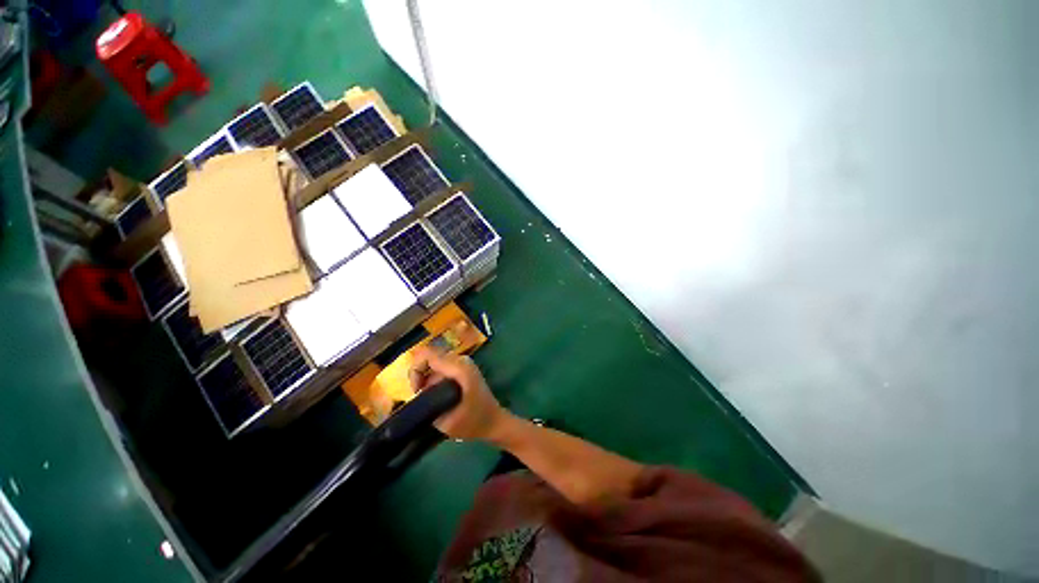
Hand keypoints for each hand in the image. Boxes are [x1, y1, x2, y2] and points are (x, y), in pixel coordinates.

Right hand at [410, 347, 512, 440]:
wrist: (494, 421)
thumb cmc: (472, 423)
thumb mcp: (446, 421)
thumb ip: (429, 404)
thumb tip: (417, 392)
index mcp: (459, 368)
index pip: (428, 355)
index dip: (416, 370)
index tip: (416, 390)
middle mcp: (462, 360)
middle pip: (430, 356)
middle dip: (420, 374)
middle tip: (420, 395)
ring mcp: (464, 362)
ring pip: (435, 361)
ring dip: (427, 377)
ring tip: (428, 397)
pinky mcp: (464, 367)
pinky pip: (442, 366)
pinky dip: (434, 378)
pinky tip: (436, 394)